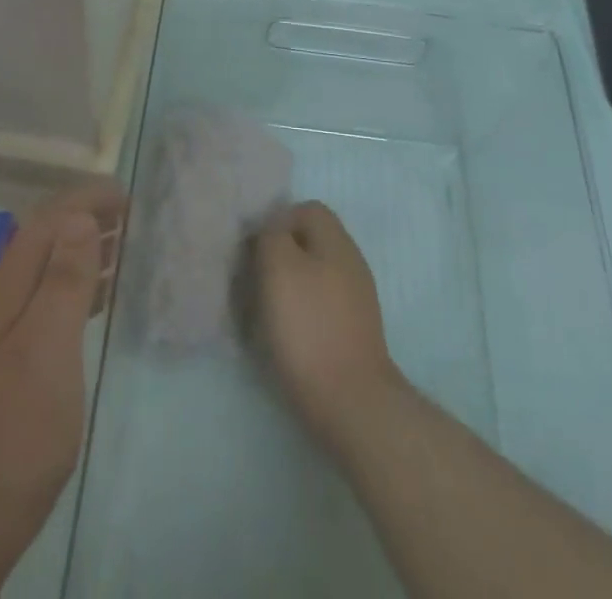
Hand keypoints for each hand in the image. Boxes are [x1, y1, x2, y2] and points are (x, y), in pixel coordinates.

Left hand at [0, 179, 124, 594]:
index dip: (85, 199)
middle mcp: (5, 299)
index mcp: (9, 287)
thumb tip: (80, 216)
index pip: (47, 219)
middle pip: (46, 237)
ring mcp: (9, 330)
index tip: (126, 196)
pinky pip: (53, 299)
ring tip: (124, 246)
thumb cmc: (17, 428)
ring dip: (85, 247)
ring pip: (50, 266)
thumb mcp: (47, 348)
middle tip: (131, 217)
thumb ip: (63, 281)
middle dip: (86, 216)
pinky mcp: (19, 359)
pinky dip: (81, 284)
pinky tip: (101, 298)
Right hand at [250, 201, 400, 447]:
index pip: (307, 209)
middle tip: (255, 278)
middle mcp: (351, 262)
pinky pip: (321, 307)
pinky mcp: (353, 333)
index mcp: (336, 241)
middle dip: (281, 255)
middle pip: (311, 242)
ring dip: (289, 286)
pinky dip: (301, 313)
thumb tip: (272, 230)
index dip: (277, 221)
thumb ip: (272, 236)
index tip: (255, 249)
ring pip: (315, 275)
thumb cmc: (309, 327)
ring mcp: (356, 300)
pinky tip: (285, 335)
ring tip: (265, 309)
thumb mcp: (279, 267)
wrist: (351, 403)